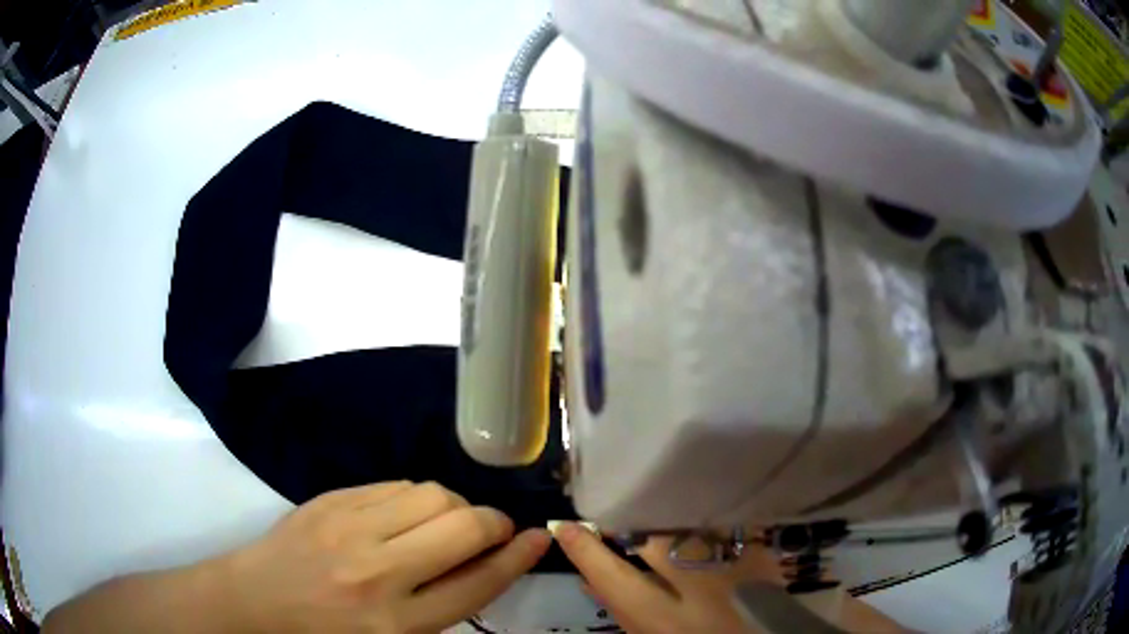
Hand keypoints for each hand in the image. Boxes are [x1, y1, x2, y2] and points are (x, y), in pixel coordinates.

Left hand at [220, 481, 551, 632]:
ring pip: (432, 494)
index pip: (477, 583)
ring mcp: (349, 528)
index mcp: (397, 623)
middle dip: (492, 523)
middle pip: (463, 527)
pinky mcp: (330, 500)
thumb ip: (440, 605)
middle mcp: (377, 573)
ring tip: (441, 524)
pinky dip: (416, 497)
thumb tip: (486, 564)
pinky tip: (405, 515)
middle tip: (490, 530)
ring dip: (453, 506)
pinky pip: (395, 484)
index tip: (539, 537)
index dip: (517, 557)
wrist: (255, 602)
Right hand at [552, 523, 903, 633]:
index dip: (583, 548)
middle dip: (630, 519)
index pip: (610, 575)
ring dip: (666, 515)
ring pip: (684, 520)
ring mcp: (734, 560)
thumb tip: (591, 576)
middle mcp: (698, 584)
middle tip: (619, 510)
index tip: (562, 524)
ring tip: (660, 510)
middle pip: (650, 535)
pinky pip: (718, 520)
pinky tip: (698, 518)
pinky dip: (700, 517)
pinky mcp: (759, 546)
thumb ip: (626, 611)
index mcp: (666, 619)